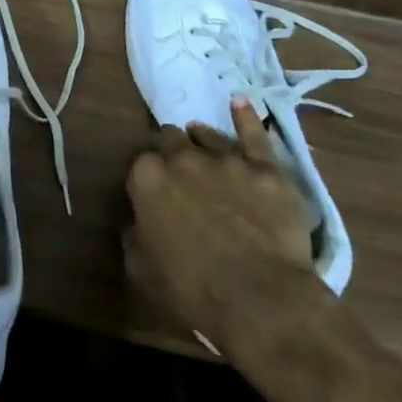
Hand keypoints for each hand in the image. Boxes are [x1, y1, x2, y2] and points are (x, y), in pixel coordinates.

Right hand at [124, 102, 329, 364]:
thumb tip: (138, 221)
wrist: (262, 299)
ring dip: (201, 139)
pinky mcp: (266, 169)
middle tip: (178, 171)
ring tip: (200, 141)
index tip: (153, 191)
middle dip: (172, 151)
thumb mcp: (142, 269)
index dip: (148, 175)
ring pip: (208, 136)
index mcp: (147, 177)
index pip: (141, 162)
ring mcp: (226, 159)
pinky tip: (240, 102)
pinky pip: (255, 135)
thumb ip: (135, 234)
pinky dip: (246, 117)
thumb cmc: (194, 290)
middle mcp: (182, 158)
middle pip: (171, 139)